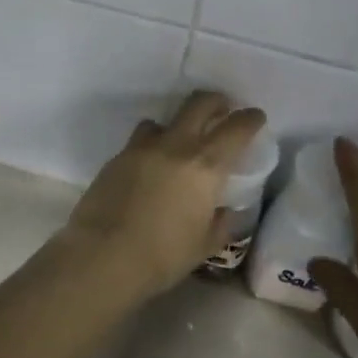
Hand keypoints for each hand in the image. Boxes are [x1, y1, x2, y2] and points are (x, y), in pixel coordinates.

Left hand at [55, 91, 266, 300]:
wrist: (102, 255)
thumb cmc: (162, 256)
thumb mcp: (204, 246)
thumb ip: (220, 223)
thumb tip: (224, 211)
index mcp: (205, 166)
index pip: (235, 129)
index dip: (249, 119)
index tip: (255, 116)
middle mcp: (175, 146)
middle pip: (198, 104)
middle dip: (215, 101)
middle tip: (222, 109)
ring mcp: (142, 148)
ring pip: (163, 120)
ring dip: (176, 125)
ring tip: (178, 144)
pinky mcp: (117, 157)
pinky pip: (139, 141)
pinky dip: (151, 146)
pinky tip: (149, 168)